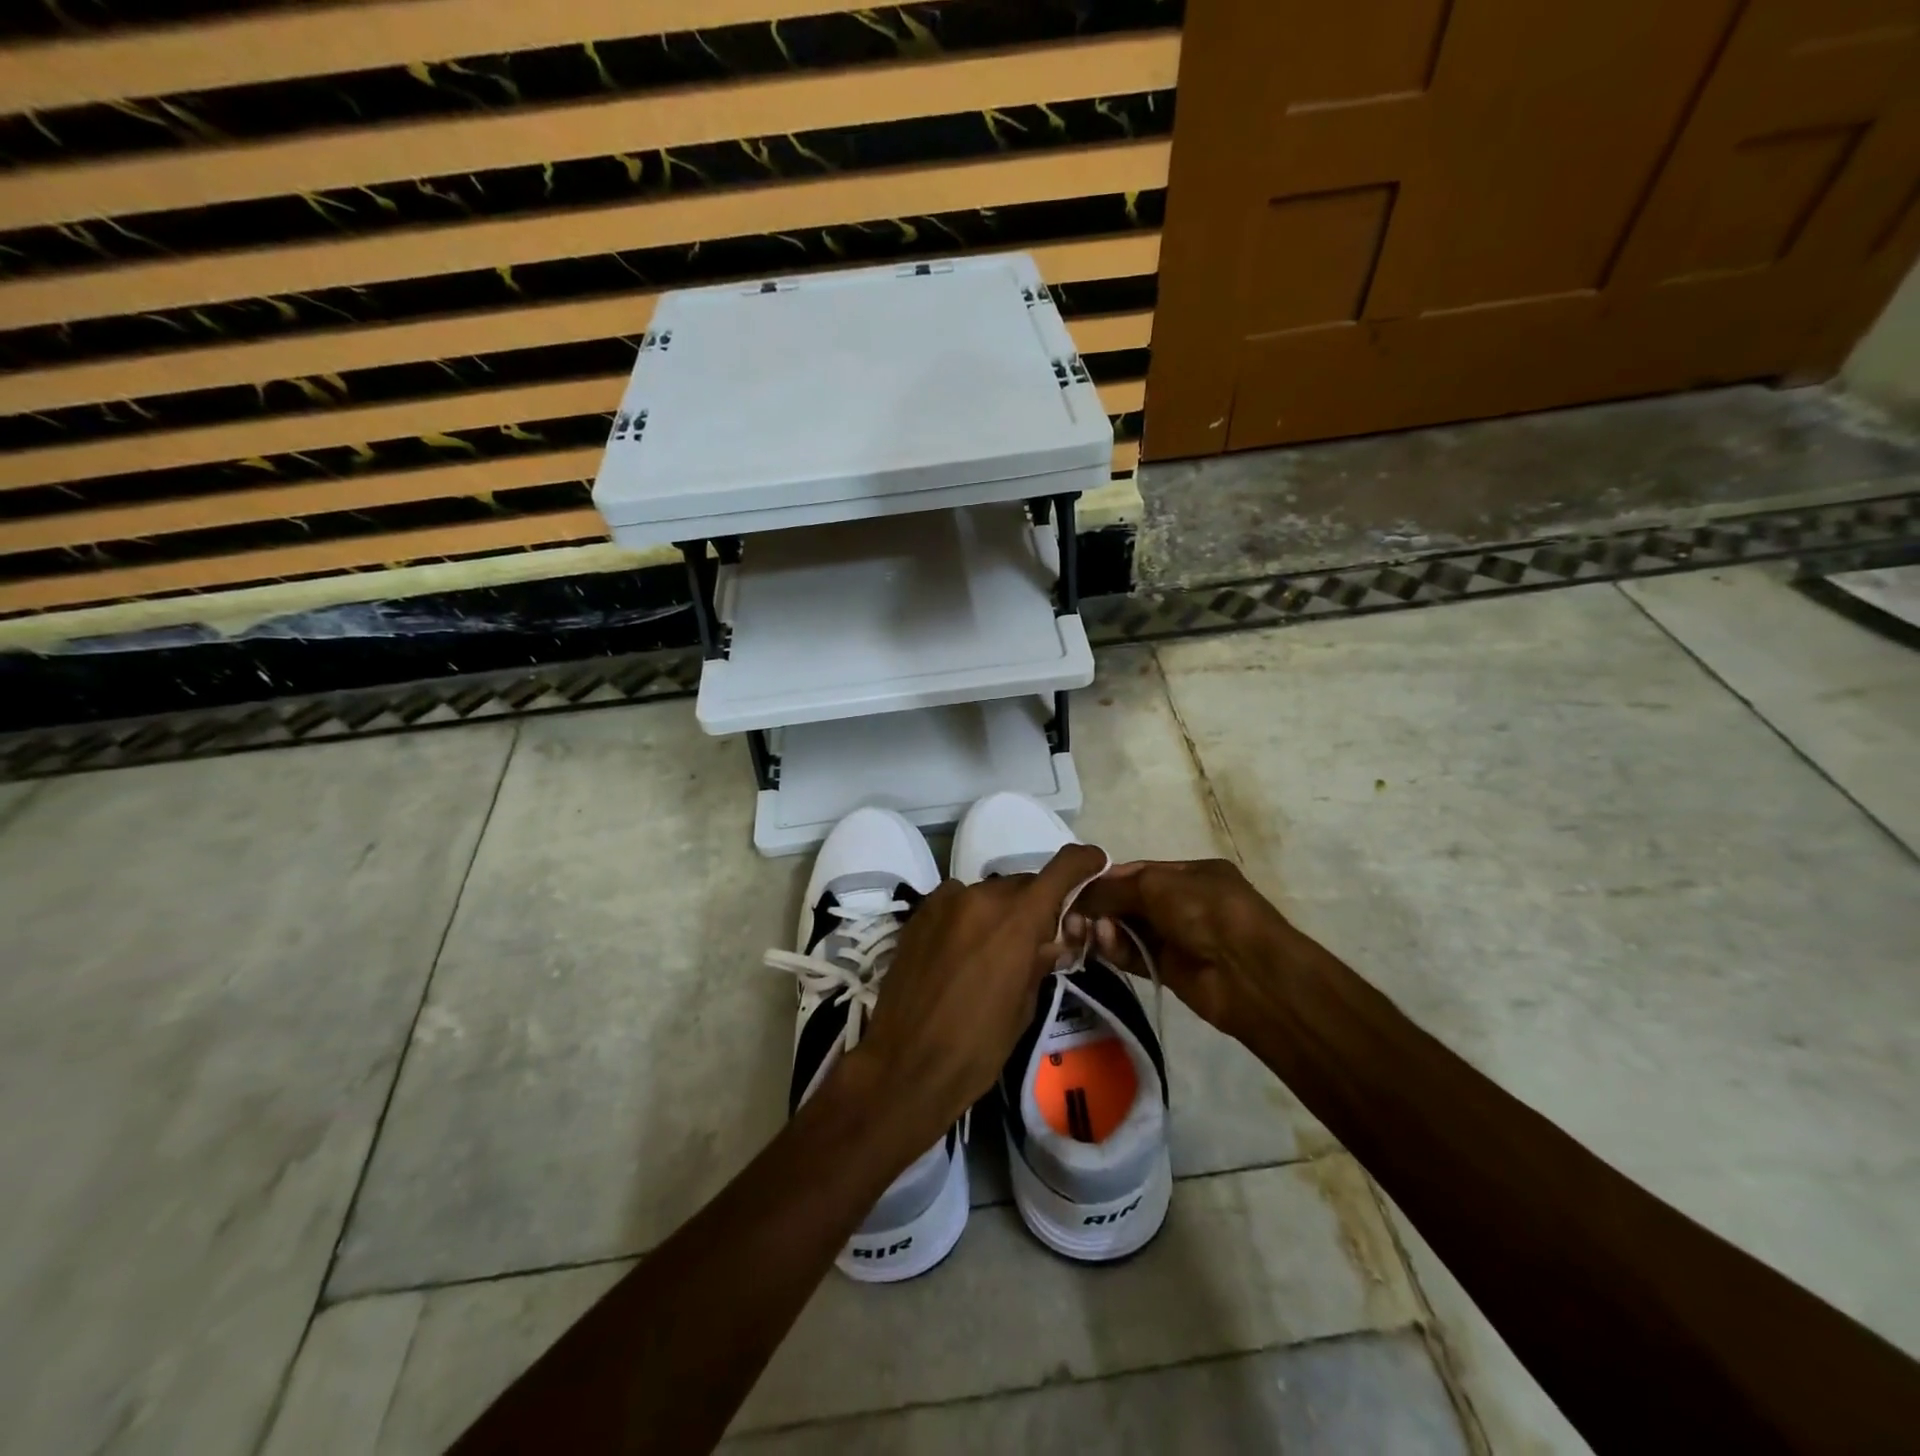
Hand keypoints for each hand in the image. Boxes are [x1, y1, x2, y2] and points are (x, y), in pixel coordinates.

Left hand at [849, 843, 1108, 1144]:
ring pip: (987, 893)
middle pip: (1022, 885)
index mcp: (1017, 919)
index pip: (1060, 869)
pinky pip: (956, 902)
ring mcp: (944, 901)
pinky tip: (961, 950)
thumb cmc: (977, 1047)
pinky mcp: (918, 914)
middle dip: (1036, 905)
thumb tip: (1053, 940)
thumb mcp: (1024, 1006)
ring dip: (999, 912)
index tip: (1095, 863)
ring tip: (993, 951)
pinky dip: (968, 917)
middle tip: (1038, 939)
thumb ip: (1040, 961)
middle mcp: (981, 896)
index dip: (1083, 862)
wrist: (905, 1064)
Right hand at [1072, 858, 1294, 1044]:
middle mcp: (1183, 902)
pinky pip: (1134, 955)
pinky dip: (1116, 949)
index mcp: (1190, 873)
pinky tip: (1102, 945)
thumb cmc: (1207, 911)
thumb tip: (1079, 896)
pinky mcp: (1169, 970)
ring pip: (1129, 929)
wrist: (1248, 974)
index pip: (1138, 871)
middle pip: (1130, 900)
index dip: (1106, 878)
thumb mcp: (1157, 885)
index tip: (1075, 886)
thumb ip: (1114, 888)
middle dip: (1102, 905)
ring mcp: (1178, 937)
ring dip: (1106, 928)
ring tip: (1086, 931)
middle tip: (1072, 913)